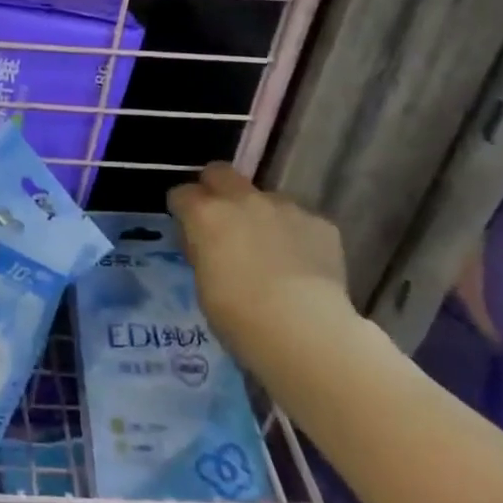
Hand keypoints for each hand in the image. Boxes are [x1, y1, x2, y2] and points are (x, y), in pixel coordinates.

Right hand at [167, 163, 350, 363]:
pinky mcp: (321, 223)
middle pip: (220, 172)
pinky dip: (294, 235)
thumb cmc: (238, 315)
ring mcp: (285, 207)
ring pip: (264, 197)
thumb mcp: (202, 283)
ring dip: (259, 214)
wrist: (304, 330)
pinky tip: (300, 264)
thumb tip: (206, 243)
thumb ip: (202, 250)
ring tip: (269, 250)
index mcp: (205, 214)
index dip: (182, 209)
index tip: (186, 228)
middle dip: (215, 188)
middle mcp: (243, 200)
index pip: (181, 193)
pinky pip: (299, 220)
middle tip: (220, 220)